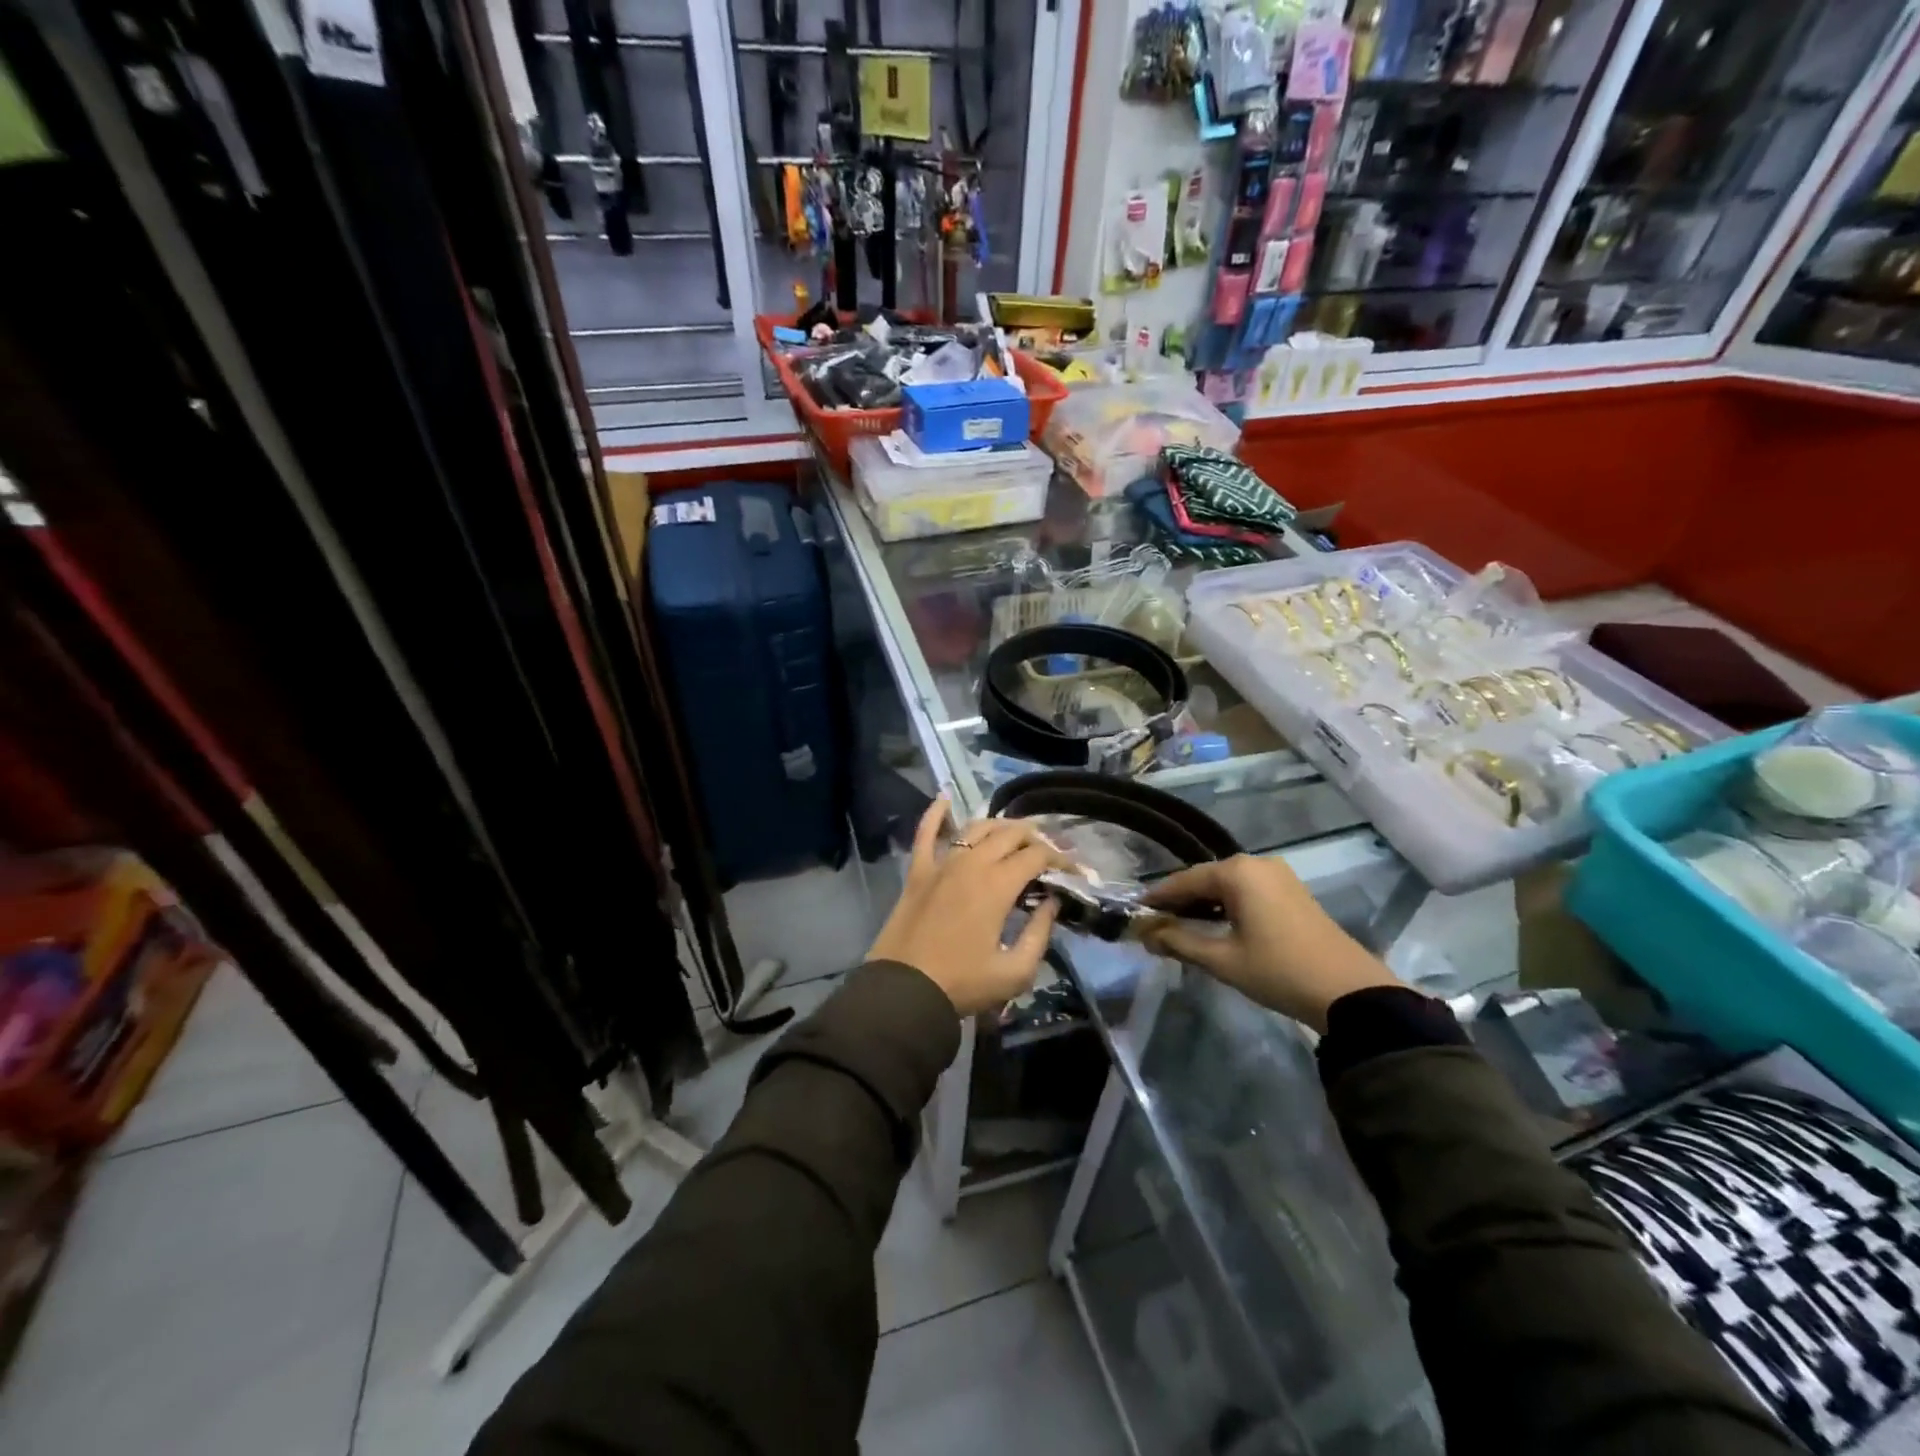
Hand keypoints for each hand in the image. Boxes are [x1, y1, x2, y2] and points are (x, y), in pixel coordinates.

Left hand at [869, 797, 1062, 1017]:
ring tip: (1015, 834)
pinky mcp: (918, 871)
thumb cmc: (962, 984)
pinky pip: (925, 832)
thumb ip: (1040, 934)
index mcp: (998, 885)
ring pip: (976, 828)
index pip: (1038, 856)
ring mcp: (941, 863)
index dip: (1061, 860)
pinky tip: (945, 799)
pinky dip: (936, 813)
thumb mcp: (1015, 971)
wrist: (903, 991)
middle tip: (1048, 853)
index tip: (1074, 871)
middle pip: (1010, 833)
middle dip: (1036, 838)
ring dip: (1000, 826)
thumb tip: (1051, 903)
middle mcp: (971, 863)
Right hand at [1140, 855, 1401, 1031]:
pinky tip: (1216, 926)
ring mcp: (1278, 875)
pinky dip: (1226, 906)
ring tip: (1181, 929)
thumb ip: (1179, 941)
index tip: (1134, 915)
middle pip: (1205, 879)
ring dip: (1203, 905)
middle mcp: (1256, 863)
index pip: (1183, 880)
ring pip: (1226, 885)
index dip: (1157, 899)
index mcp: (1236, 871)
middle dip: (1179, 902)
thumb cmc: (1278, 971)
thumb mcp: (1222, 959)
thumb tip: (1145, 933)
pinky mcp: (1292, 891)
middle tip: (1155, 926)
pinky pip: (1246, 891)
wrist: (1351, 992)